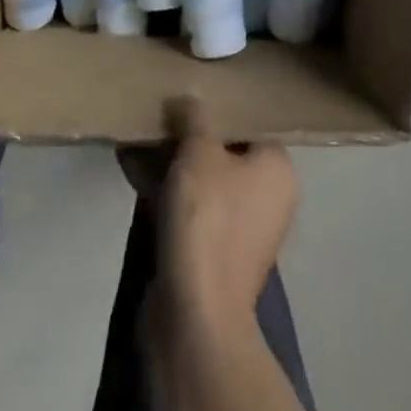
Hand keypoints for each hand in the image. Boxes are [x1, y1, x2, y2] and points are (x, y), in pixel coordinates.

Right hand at [157, 96, 297, 335]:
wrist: (194, 317)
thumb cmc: (207, 220)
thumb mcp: (199, 152)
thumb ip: (195, 118)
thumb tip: (190, 98)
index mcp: (277, 168)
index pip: (250, 123)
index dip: (218, 107)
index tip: (187, 94)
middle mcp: (267, 197)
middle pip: (225, 151)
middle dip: (188, 134)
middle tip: (159, 112)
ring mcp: (240, 230)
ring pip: (203, 180)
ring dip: (172, 161)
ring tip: (139, 135)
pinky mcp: (211, 254)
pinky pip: (189, 208)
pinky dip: (165, 189)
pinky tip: (133, 167)